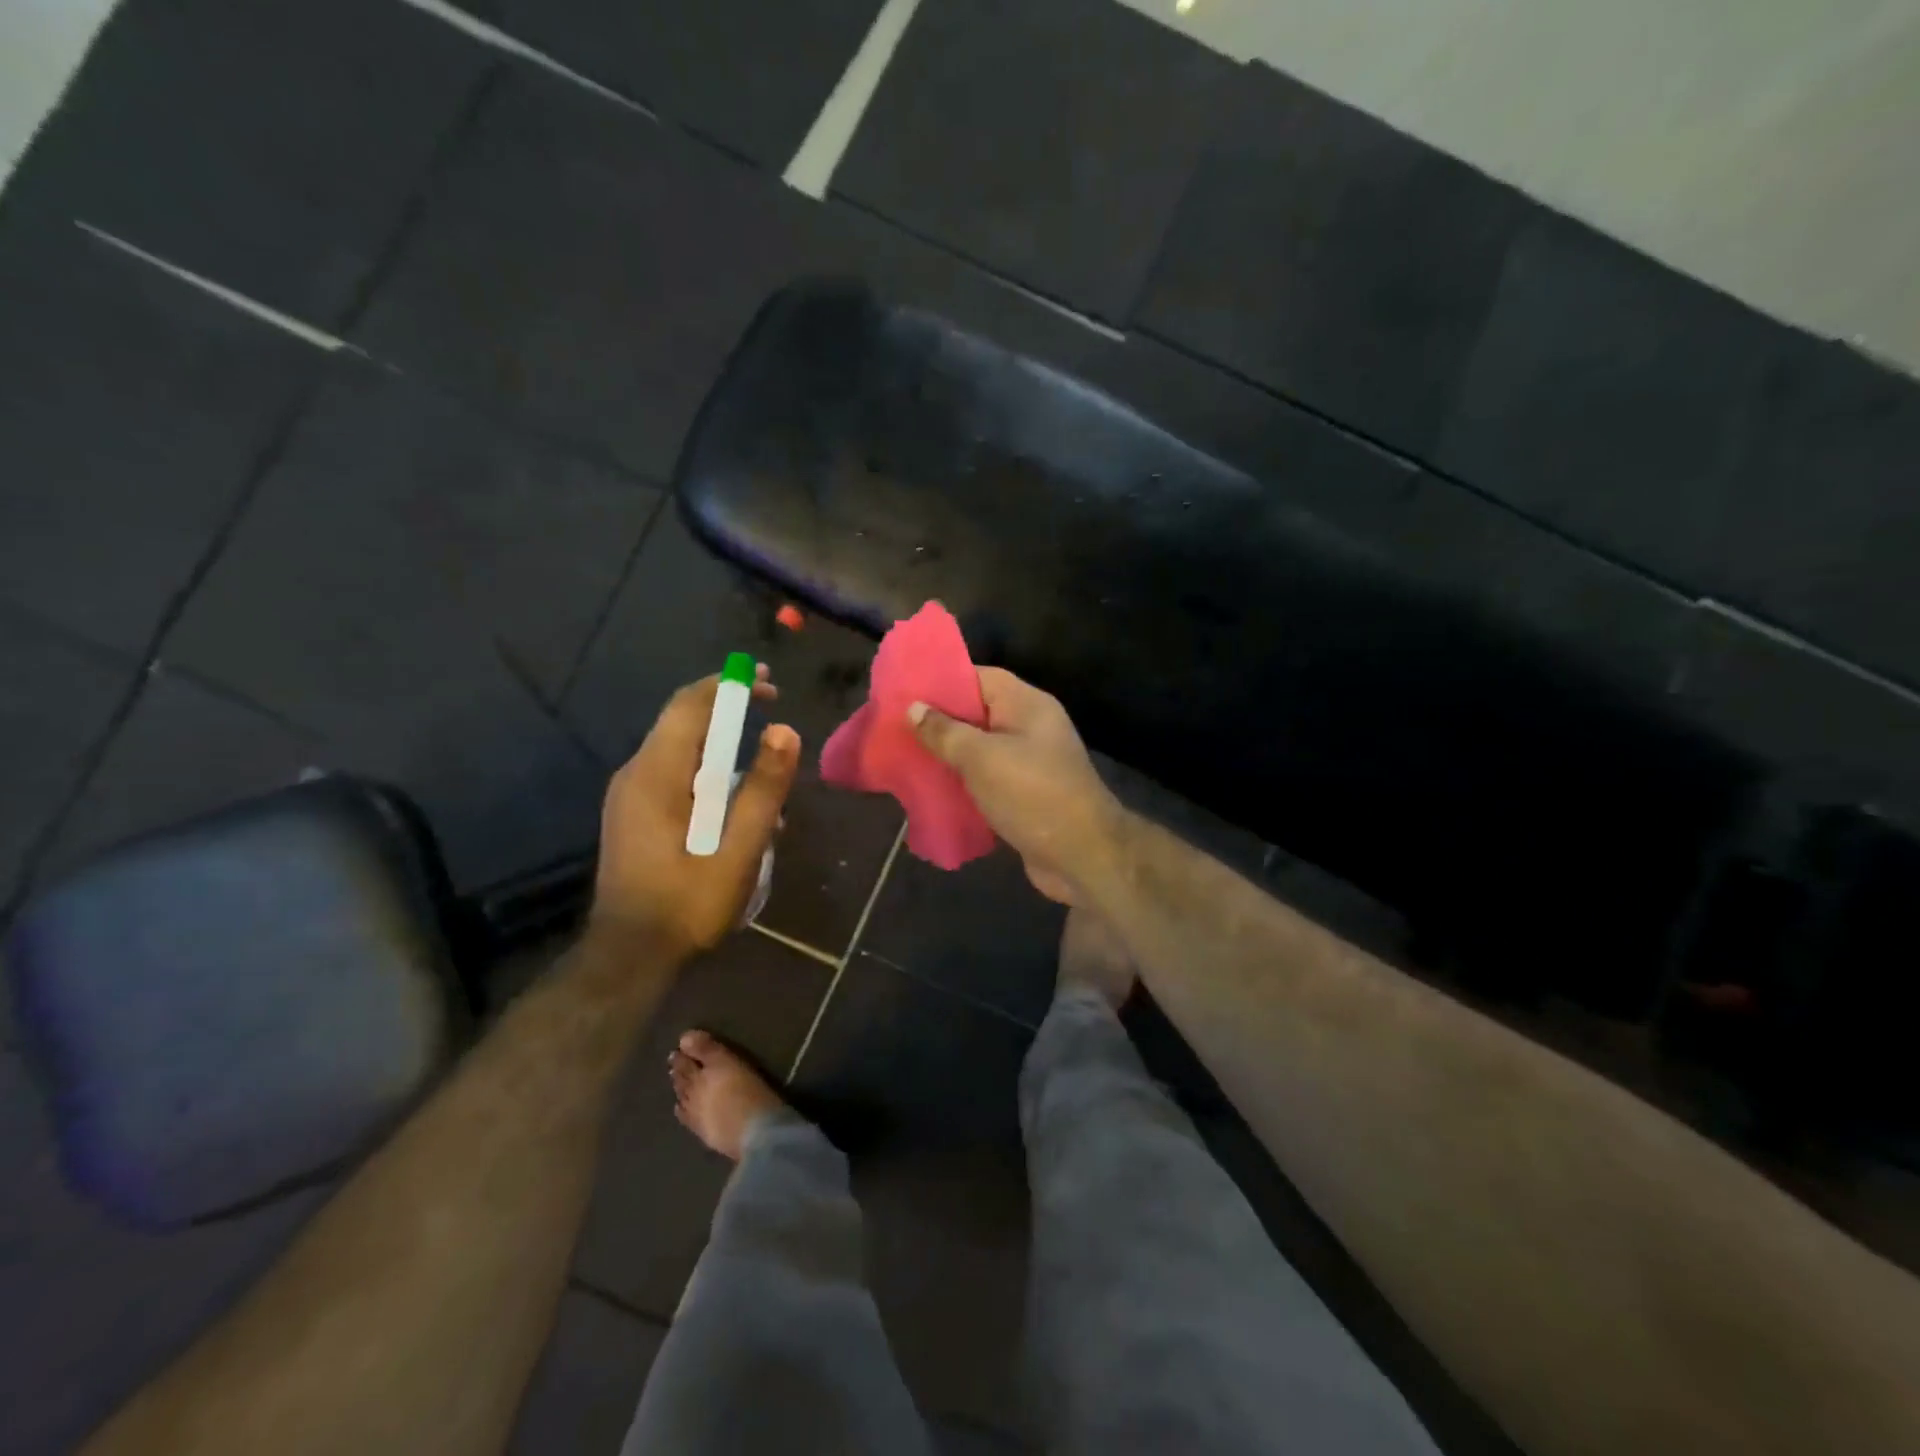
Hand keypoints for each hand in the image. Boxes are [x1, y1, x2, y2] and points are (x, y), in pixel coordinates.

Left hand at [592, 668, 799, 957]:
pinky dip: (709, 777)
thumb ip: (763, 788)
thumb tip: (785, 730)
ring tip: (765, 781)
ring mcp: (630, 796)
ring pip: (681, 752)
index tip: (769, 684)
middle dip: (730, 714)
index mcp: (656, 774)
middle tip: (775, 722)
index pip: (690, 705)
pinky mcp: (633, 816)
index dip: (730, 686)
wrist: (630, 956)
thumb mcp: (738, 848)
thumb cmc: (687, 902)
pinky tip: (736, 811)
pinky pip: (675, 777)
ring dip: (723, 752)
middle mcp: (635, 774)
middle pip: (683, 723)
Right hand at [908, 668, 1124, 904]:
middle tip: (893, 726)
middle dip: (937, 722)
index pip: (980, 678)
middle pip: (976, 715)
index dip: (942, 680)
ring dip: (945, 756)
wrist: (1081, 856)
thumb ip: (945, 732)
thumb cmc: (1032, 795)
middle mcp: (1029, 728)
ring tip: (902, 757)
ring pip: (978, 751)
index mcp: (1027, 705)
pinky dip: (960, 784)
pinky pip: (984, 781)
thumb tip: (914, 708)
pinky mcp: (1023, 796)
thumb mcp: (982, 758)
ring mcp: (1028, 764)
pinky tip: (927, 791)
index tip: (904, 689)